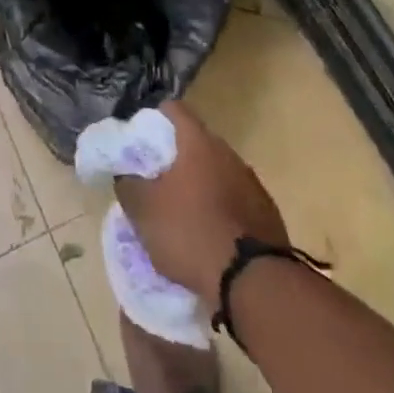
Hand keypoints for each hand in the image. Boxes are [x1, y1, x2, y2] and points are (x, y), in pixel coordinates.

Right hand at [113, 101, 287, 310]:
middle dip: (177, 157)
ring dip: (200, 185)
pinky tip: (210, 235)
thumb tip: (126, 174)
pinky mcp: (267, 215)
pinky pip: (236, 201)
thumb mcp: (144, 211)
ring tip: (182, 212)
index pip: (175, 110)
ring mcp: (252, 184)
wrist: (253, 282)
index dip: (155, 118)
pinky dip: (220, 210)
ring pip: (218, 173)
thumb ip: (129, 185)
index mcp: (199, 143)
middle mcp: (229, 154)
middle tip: (157, 179)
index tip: (142, 138)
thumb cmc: (191, 233)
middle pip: (197, 143)